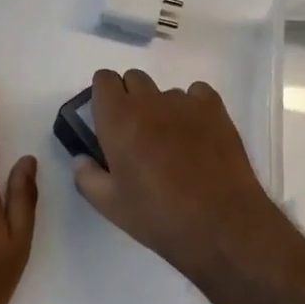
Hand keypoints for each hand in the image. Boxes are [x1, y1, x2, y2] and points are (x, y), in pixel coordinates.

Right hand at [71, 68, 289, 283]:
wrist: (221, 224)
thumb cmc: (159, 216)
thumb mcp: (110, 206)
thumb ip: (86, 177)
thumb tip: (82, 158)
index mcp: (118, 119)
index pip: (103, 79)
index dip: (104, 96)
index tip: (108, 120)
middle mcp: (150, 101)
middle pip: (133, 79)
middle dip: (130, 99)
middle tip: (137, 135)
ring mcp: (185, 102)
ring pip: (165, 92)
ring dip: (162, 109)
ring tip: (173, 144)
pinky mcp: (215, 109)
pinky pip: (197, 94)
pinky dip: (193, 107)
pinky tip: (198, 136)